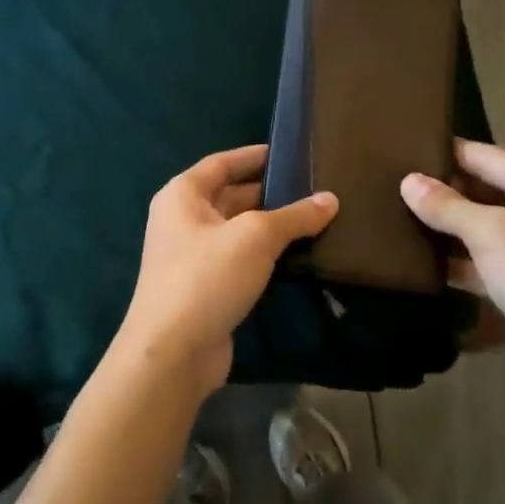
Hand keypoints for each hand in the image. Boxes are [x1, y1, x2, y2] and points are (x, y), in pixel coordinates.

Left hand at [113, 145, 337, 397]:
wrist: (173, 351)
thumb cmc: (207, 277)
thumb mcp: (255, 237)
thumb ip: (294, 216)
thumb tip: (330, 199)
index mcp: (183, 195)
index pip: (222, 163)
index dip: (254, 156)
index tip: (289, 152)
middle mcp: (182, 220)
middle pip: (230, 196)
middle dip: (269, 192)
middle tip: (315, 188)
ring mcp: (192, 256)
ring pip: (238, 231)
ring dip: (271, 226)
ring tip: (316, 218)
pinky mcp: (205, 287)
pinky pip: (239, 259)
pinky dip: (265, 255)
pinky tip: (297, 256)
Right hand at [400, 141, 504, 391]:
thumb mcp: (493, 234)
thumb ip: (448, 206)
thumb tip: (408, 181)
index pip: (484, 156)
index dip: (443, 152)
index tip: (398, 151)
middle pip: (481, 190)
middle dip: (439, 191)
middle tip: (386, 186)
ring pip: (478, 227)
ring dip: (442, 227)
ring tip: (391, 216)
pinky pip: (479, 260)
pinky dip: (452, 259)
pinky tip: (415, 259)